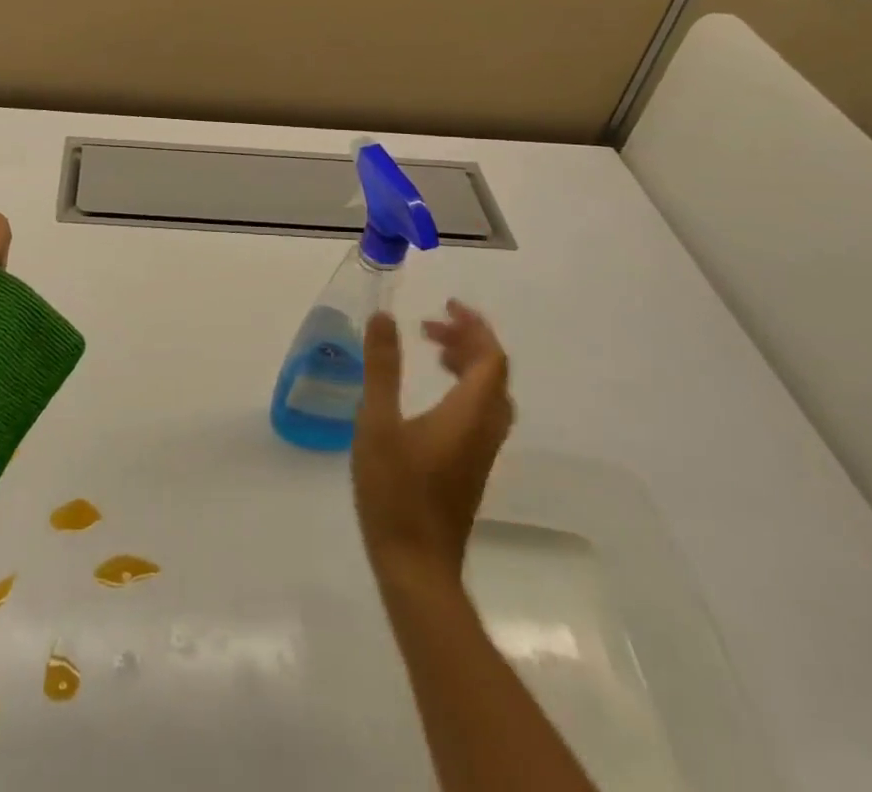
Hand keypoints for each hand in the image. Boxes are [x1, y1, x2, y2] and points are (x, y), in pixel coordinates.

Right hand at [352, 300, 513, 580]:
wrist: (416, 566)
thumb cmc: (395, 491)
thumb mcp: (377, 422)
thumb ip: (381, 368)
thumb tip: (384, 316)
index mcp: (469, 414)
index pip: (492, 359)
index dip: (475, 327)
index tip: (446, 305)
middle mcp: (484, 430)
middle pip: (494, 375)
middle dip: (468, 341)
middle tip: (430, 326)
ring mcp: (481, 453)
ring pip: (489, 396)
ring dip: (467, 365)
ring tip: (431, 351)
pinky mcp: (470, 468)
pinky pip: (480, 413)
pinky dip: (462, 389)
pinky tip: (431, 396)